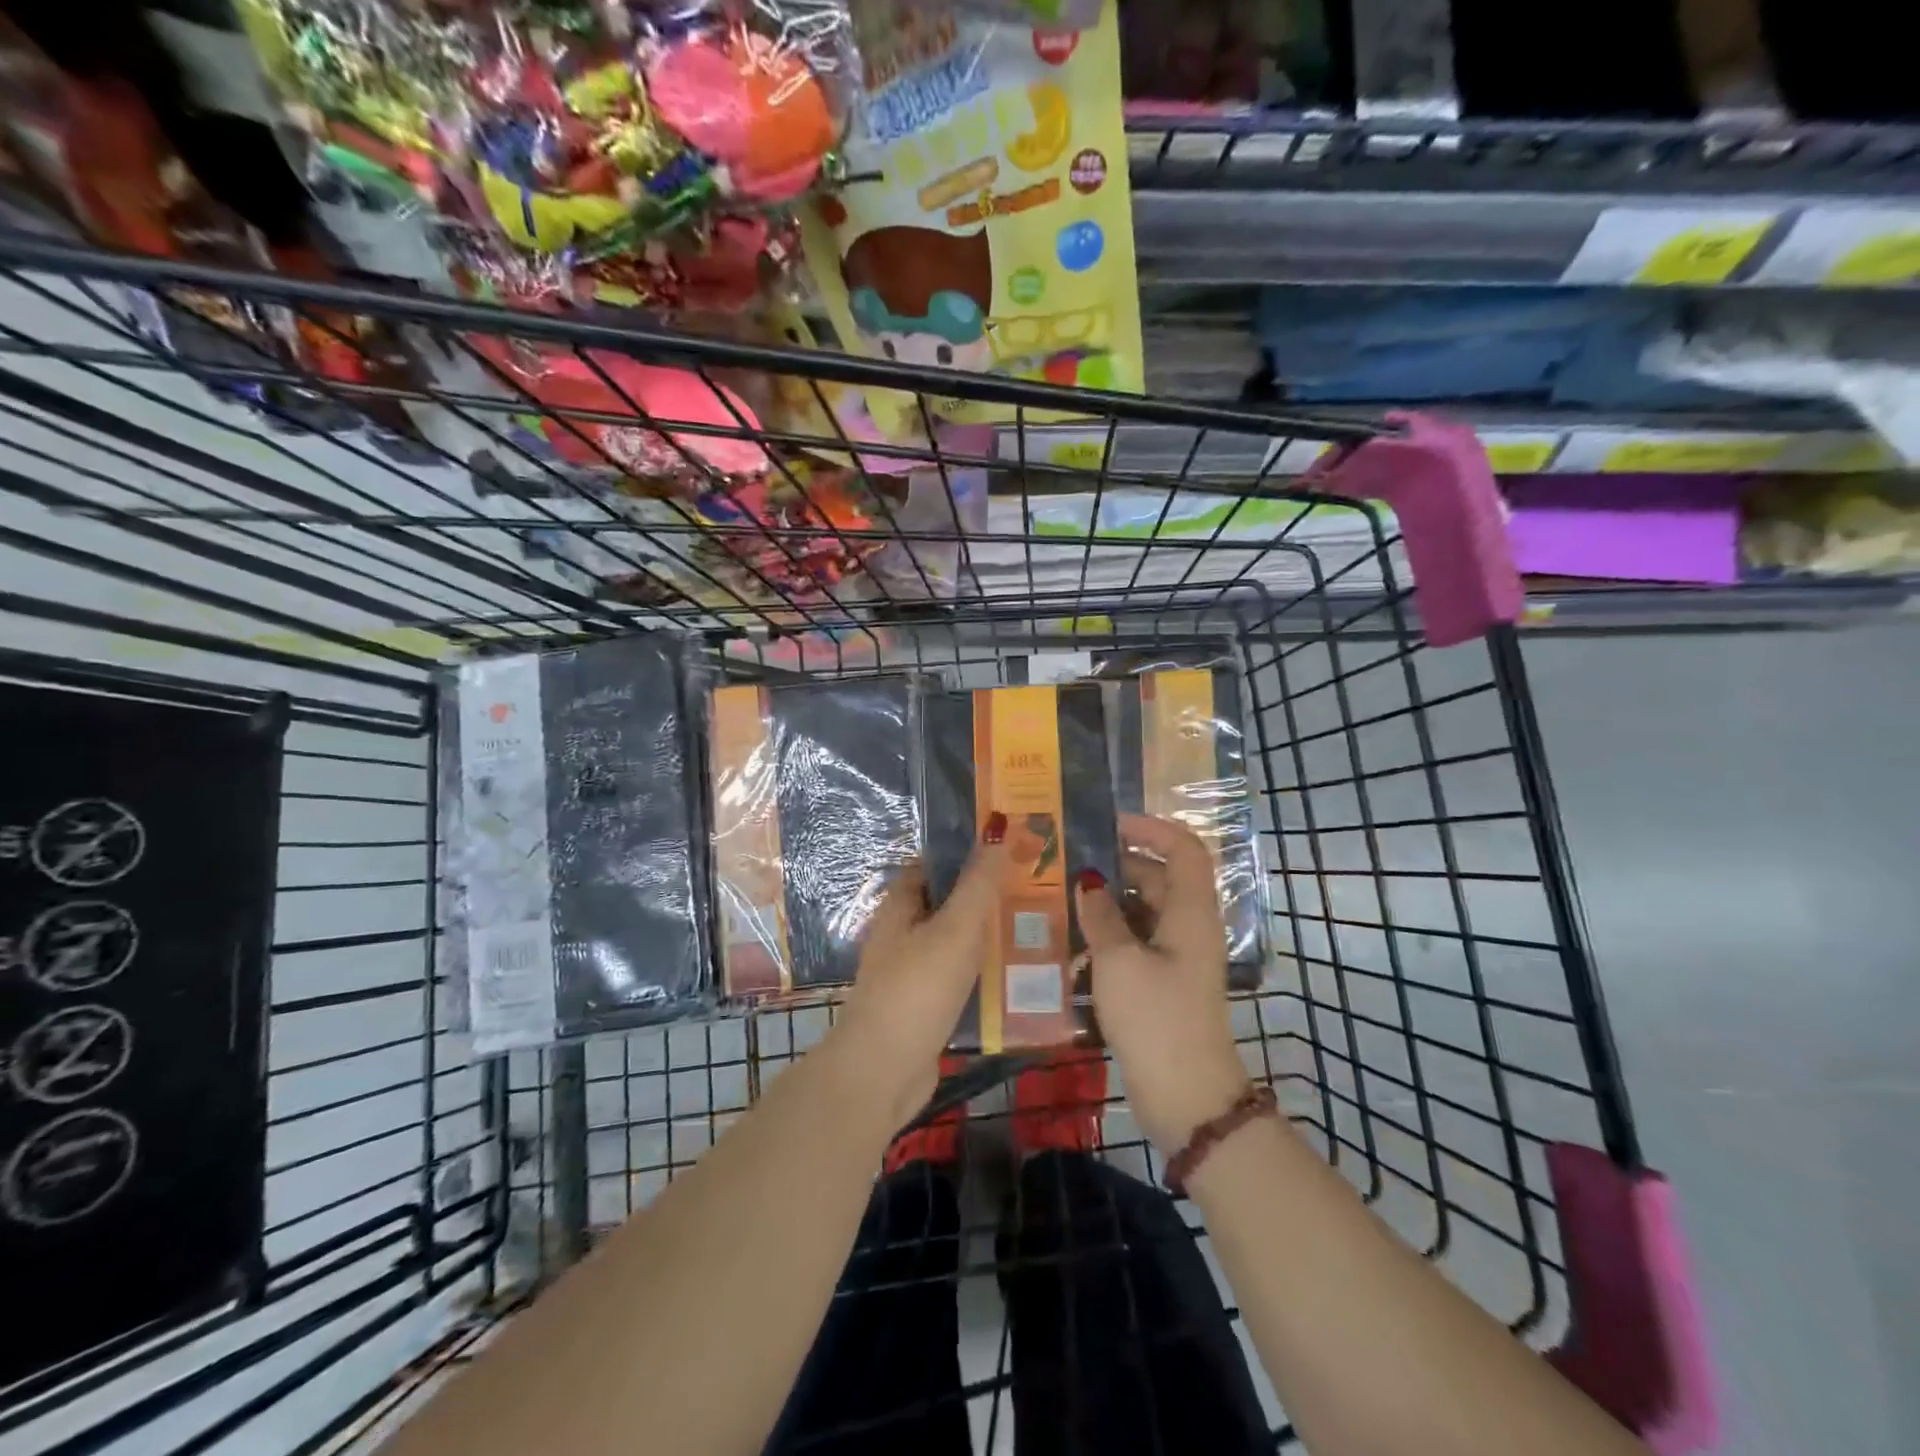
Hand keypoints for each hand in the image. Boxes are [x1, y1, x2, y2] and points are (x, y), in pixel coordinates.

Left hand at [834, 825, 1008, 1126]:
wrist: (883, 1071)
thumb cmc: (917, 989)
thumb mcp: (955, 928)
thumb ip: (980, 881)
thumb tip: (999, 824)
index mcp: (901, 905)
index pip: (935, 863)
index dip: (969, 851)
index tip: (1012, 846)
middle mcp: (903, 932)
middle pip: (949, 901)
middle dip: (988, 894)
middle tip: (1038, 887)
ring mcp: (912, 970)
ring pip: (957, 940)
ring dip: (990, 934)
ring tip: (1040, 925)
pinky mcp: (926, 1004)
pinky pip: (960, 975)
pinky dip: (984, 970)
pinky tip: (1019, 973)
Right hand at [1076, 813, 1247, 1152]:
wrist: (1186, 1098)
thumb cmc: (1156, 1018)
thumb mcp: (1119, 960)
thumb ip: (1100, 915)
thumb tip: (1089, 881)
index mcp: (1190, 912)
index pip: (1183, 849)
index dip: (1151, 829)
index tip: (1110, 825)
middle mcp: (1189, 928)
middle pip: (1158, 879)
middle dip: (1117, 868)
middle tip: (1070, 867)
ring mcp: (1178, 958)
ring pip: (1142, 913)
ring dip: (1107, 907)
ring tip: (1063, 905)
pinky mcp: (1164, 984)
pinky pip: (1136, 944)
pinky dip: (1109, 939)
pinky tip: (1073, 950)